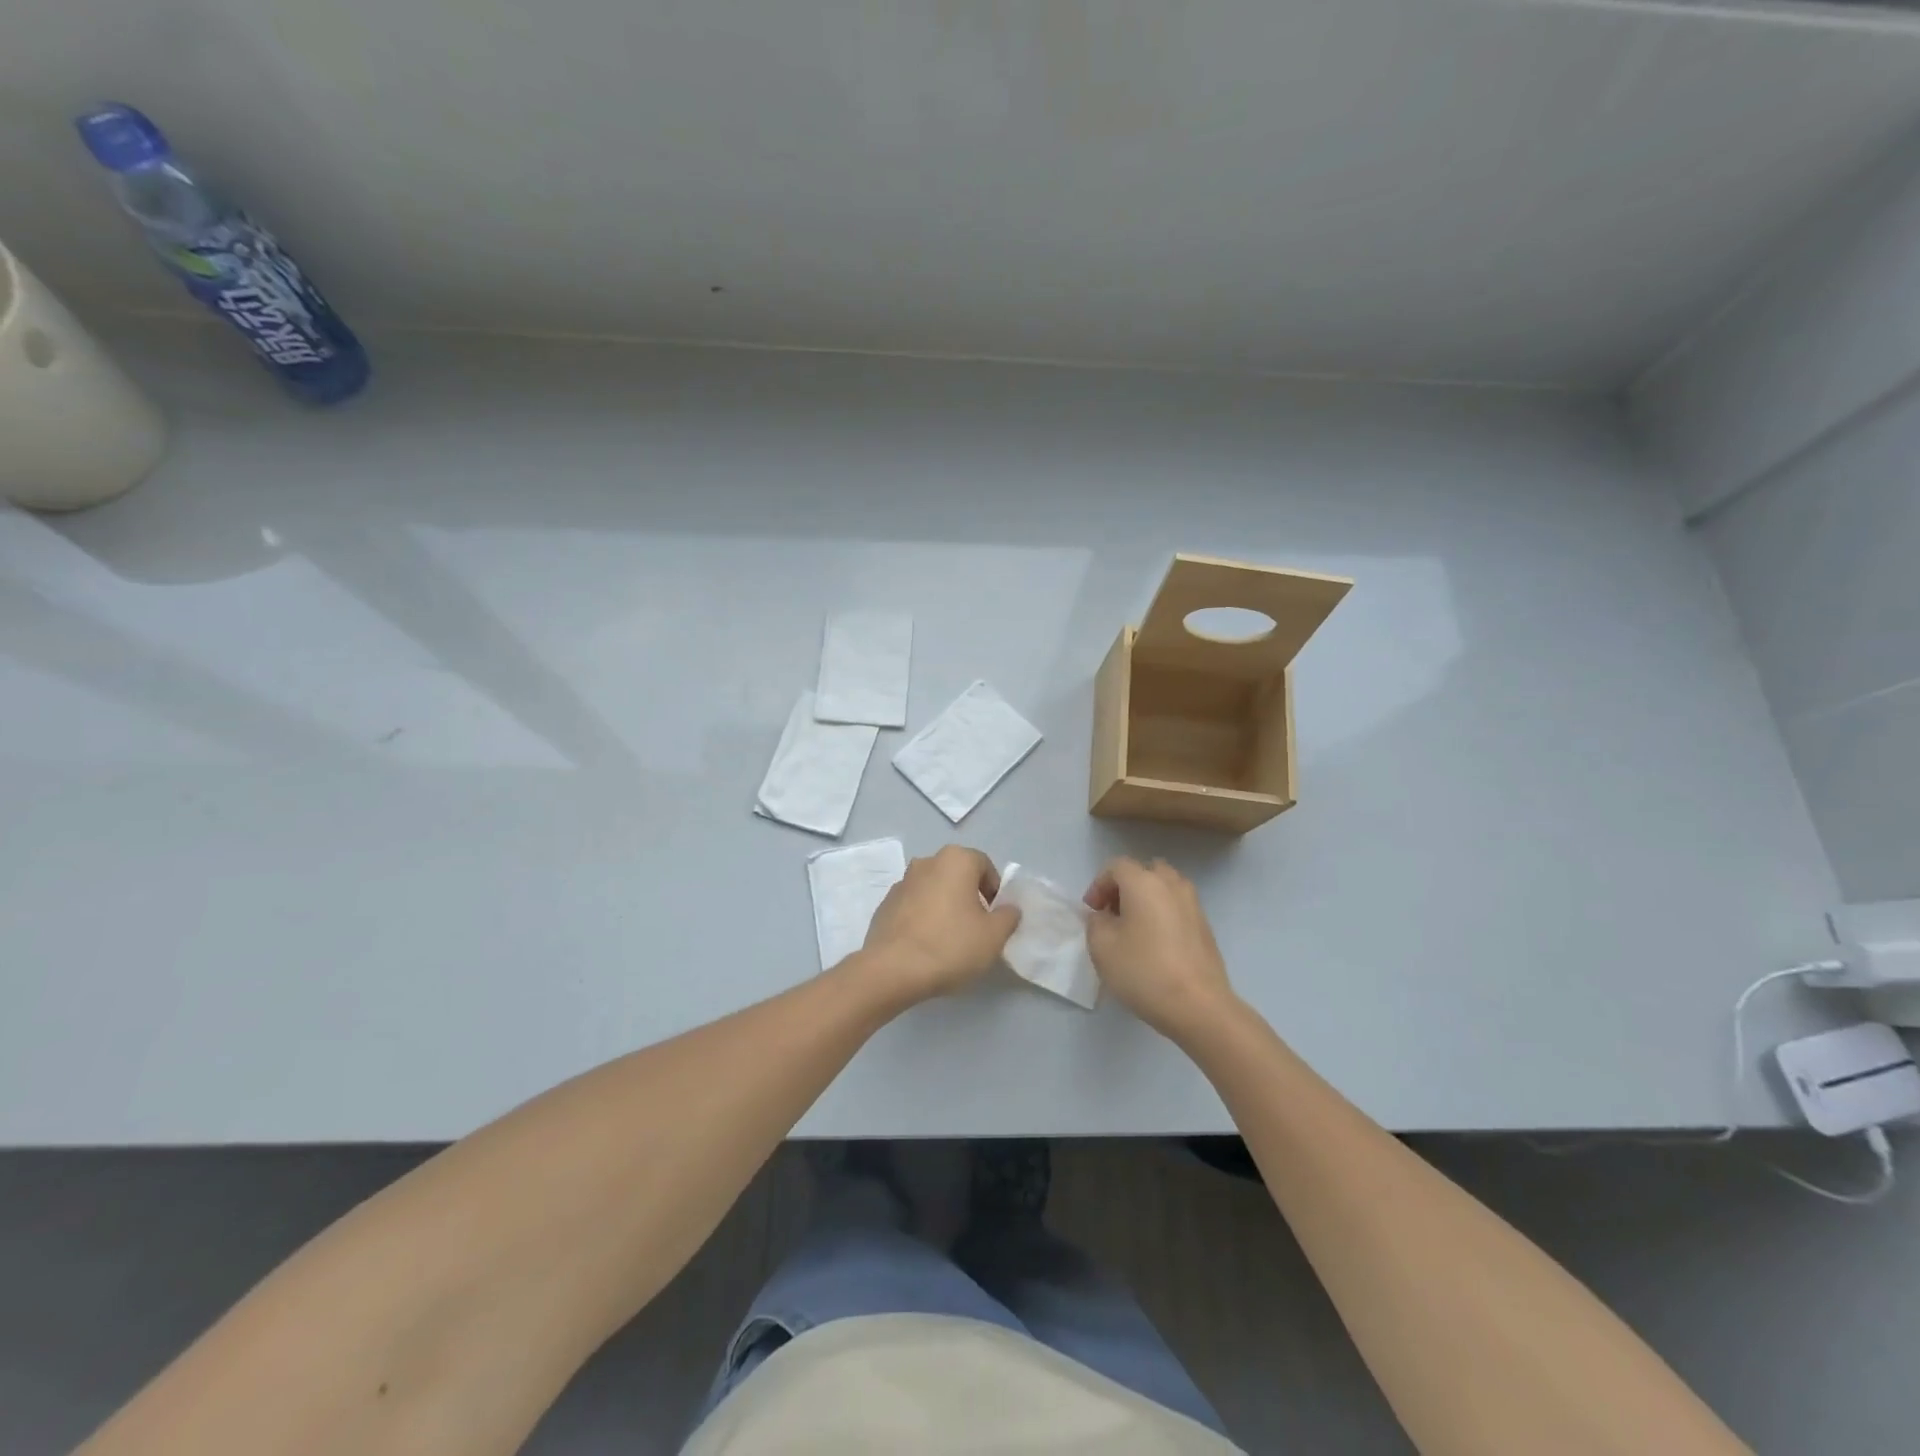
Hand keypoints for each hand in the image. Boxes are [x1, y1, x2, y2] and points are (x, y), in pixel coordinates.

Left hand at [860, 845, 1019, 1003]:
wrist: (892, 969)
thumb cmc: (950, 945)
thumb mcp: (994, 936)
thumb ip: (1008, 916)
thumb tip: (1008, 909)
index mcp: (955, 860)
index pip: (985, 866)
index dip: (995, 891)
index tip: (995, 918)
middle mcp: (927, 862)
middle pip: (957, 875)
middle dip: (970, 897)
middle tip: (976, 928)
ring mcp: (902, 882)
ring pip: (934, 890)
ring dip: (945, 906)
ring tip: (950, 939)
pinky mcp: (885, 905)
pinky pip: (914, 906)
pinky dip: (923, 918)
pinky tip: (926, 945)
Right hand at [1084, 858, 1235, 1039]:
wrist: (1198, 1005)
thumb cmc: (1144, 970)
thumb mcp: (1102, 946)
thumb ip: (1095, 923)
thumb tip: (1104, 916)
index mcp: (1144, 882)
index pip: (1116, 866)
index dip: (1098, 885)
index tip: (1092, 911)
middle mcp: (1171, 884)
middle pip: (1145, 871)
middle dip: (1125, 887)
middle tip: (1114, 913)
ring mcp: (1193, 904)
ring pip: (1165, 888)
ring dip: (1147, 899)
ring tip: (1135, 928)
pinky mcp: (1205, 926)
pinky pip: (1178, 907)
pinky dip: (1163, 914)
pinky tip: (1156, 944)